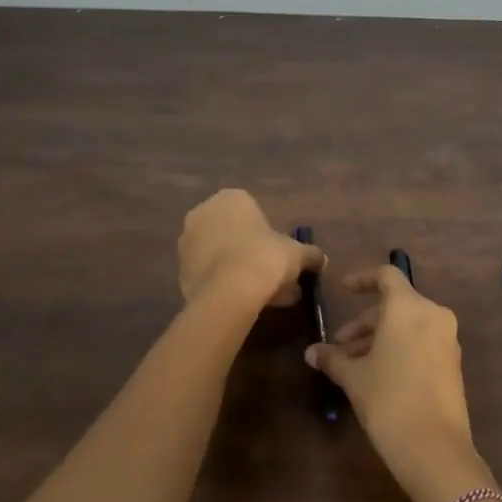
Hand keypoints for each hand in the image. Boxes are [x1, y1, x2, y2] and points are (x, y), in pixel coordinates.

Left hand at [177, 190, 323, 309]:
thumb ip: (310, 254)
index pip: (253, 212)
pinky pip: (209, 275)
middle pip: (234, 234)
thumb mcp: (297, 254)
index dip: (269, 235)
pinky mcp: (180, 272)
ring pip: (221, 255)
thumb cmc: (266, 257)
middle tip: (272, 276)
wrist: (230, 292)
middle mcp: (203, 213)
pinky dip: (224, 285)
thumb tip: (321, 259)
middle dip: (252, 253)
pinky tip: (243, 303)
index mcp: (231, 198)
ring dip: (238, 270)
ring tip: (262, 296)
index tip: (280, 256)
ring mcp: (188, 243)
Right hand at [307, 265, 490, 501]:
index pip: (386, 276)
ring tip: (354, 364)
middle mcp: (432, 314)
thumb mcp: (354, 377)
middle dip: (365, 321)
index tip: (343, 290)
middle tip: (340, 345)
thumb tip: (311, 352)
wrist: (435, 448)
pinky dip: (399, 347)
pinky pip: (422, 341)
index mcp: (408, 307)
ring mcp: (447, 338)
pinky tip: (378, 374)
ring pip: (408, 325)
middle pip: (395, 304)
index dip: (362, 279)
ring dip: (380, 337)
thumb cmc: (389, 401)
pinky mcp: (453, 362)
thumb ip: (333, 358)